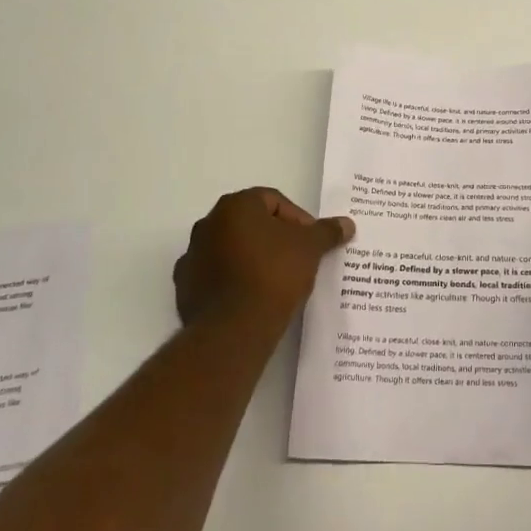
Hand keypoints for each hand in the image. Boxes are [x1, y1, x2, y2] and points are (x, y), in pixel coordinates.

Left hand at [174, 187, 353, 332]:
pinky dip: (232, 281)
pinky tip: (251, 298)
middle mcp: (208, 224)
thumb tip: (346, 224)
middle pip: (249, 223)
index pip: (273, 200)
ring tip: (275, 281)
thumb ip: (326, 232)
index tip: (312, 242)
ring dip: (251, 258)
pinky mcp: (184, 287)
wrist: (233, 329)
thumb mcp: (310, 249)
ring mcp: (192, 256)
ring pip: (230, 249)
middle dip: (273, 237)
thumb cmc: (274, 275)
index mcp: (236, 206)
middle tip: (296, 258)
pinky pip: (215, 276)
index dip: (297, 219)